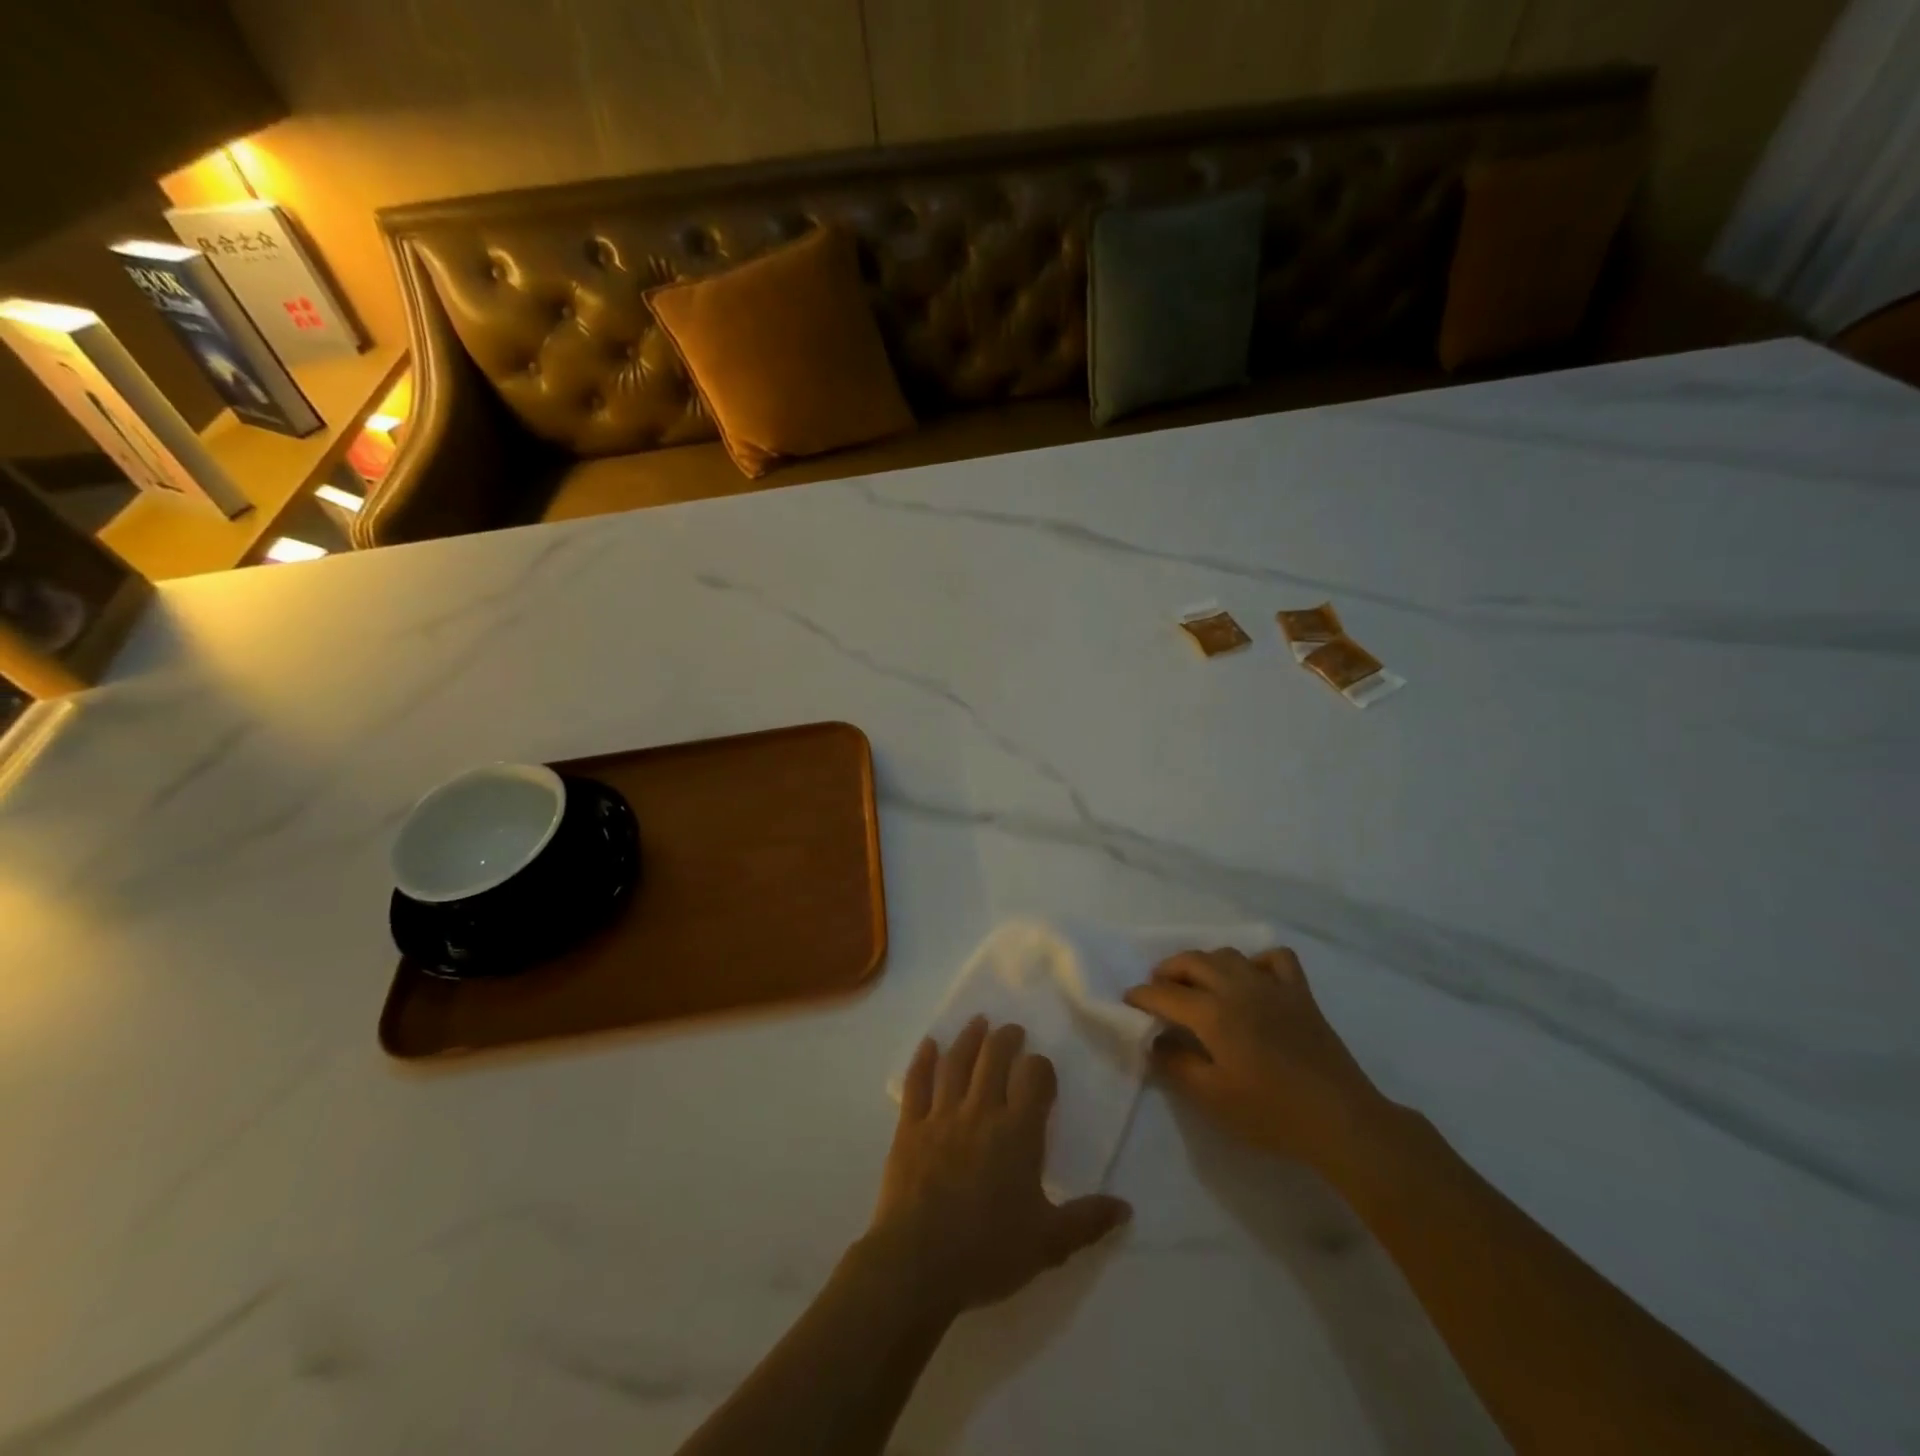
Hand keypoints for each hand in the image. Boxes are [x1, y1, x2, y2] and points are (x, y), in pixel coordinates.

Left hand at [863, 1018, 1130, 1318]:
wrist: (918, 1263)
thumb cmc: (988, 1252)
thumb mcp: (1048, 1244)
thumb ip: (1088, 1221)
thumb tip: (1127, 1207)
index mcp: (1018, 1133)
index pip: (1034, 1078)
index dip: (1040, 1068)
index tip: (1041, 1070)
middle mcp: (981, 1111)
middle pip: (994, 1058)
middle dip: (1006, 1038)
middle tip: (1012, 1029)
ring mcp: (942, 1116)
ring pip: (957, 1062)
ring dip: (969, 1038)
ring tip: (978, 1022)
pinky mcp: (910, 1127)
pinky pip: (916, 1084)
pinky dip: (922, 1061)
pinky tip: (928, 1045)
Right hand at [1123, 947, 1398, 1175]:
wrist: (1341, 1121)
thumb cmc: (1271, 1113)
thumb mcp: (1212, 1097)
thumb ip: (1177, 1064)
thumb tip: (1155, 1040)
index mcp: (1213, 1013)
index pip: (1165, 994)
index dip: (1142, 996)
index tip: (1128, 1001)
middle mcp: (1237, 988)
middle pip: (1192, 962)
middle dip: (1167, 971)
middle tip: (1157, 989)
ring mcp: (1271, 986)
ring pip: (1228, 954)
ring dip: (1205, 963)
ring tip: (1197, 983)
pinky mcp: (1300, 993)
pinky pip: (1275, 959)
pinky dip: (1257, 961)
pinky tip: (1252, 979)